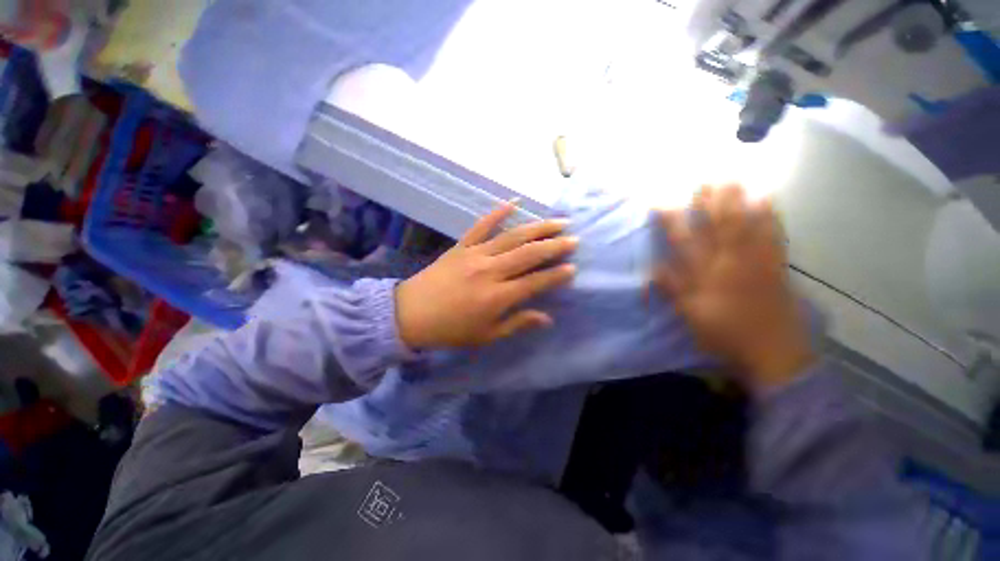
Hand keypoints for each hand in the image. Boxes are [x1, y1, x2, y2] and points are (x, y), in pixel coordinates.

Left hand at [396, 202, 577, 348]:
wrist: (410, 313)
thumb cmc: (450, 330)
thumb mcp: (486, 336)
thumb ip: (517, 324)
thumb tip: (546, 318)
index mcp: (497, 296)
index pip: (535, 282)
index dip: (556, 275)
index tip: (573, 268)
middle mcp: (491, 270)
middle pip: (529, 254)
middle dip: (554, 246)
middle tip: (573, 238)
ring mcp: (475, 254)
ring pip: (512, 237)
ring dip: (537, 228)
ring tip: (557, 221)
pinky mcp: (461, 246)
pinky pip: (482, 225)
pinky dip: (498, 212)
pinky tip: (514, 203)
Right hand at [653, 184, 814, 391]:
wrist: (773, 352)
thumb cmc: (726, 334)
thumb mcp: (691, 316)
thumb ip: (673, 290)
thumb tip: (652, 269)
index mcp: (708, 275)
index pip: (685, 241)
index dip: (672, 221)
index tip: (660, 204)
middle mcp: (732, 262)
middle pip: (718, 226)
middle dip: (709, 202)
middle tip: (701, 181)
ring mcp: (757, 261)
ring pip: (746, 225)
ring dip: (737, 201)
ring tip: (731, 181)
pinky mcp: (776, 266)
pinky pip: (773, 234)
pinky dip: (770, 215)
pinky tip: (767, 201)